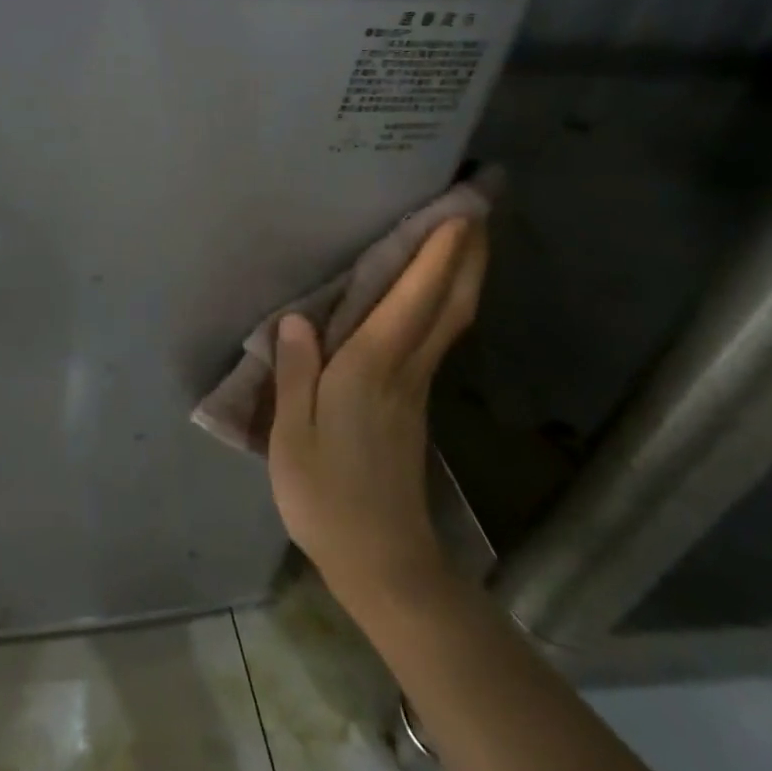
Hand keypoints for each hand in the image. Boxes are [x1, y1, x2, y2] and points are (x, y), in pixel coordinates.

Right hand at [268, 217, 488, 615]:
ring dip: (463, 274)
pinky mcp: (414, 403)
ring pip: (450, 319)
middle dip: (468, 255)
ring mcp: (415, 387)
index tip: (458, 213)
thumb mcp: (292, 435)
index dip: (436, 257)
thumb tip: (297, 318)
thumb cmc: (327, 495)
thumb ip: (295, 372)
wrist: (383, 561)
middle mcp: (404, 369)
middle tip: (479, 208)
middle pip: (449, 304)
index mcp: (371, 370)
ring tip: (466, 235)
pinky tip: (432, 293)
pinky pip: (437, 336)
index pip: (412, 301)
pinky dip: (445, 302)